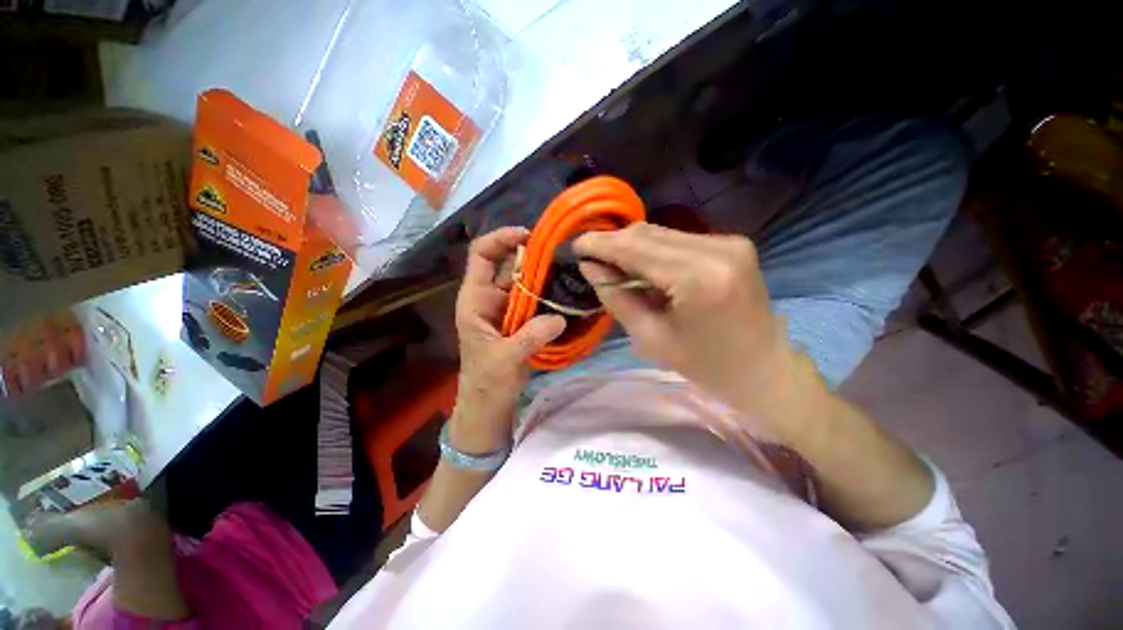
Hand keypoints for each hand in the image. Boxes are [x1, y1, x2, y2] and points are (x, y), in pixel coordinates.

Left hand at [453, 227, 566, 452]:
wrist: (490, 404)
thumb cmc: (486, 382)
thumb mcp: (504, 360)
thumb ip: (530, 337)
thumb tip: (559, 317)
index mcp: (475, 299)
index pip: (481, 255)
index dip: (500, 239)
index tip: (528, 236)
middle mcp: (491, 297)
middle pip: (510, 264)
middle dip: (533, 256)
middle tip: (561, 255)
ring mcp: (508, 308)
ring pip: (526, 281)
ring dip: (545, 275)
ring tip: (569, 271)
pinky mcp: (523, 320)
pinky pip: (537, 299)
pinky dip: (550, 294)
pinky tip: (567, 293)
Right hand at [574, 223, 811, 427]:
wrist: (764, 370)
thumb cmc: (705, 365)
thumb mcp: (650, 337)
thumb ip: (617, 297)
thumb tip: (590, 267)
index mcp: (698, 279)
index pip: (636, 249)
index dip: (601, 244)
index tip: (575, 245)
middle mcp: (717, 249)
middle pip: (648, 233)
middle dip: (614, 243)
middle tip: (590, 257)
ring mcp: (729, 242)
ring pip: (662, 232)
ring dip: (632, 246)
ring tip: (611, 264)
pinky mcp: (732, 244)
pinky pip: (678, 239)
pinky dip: (653, 249)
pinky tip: (642, 267)